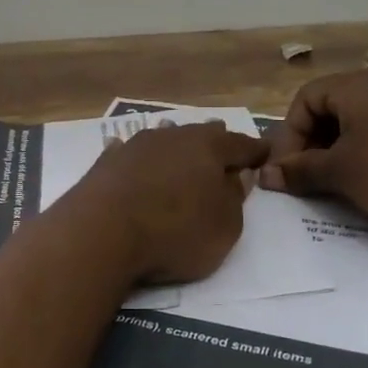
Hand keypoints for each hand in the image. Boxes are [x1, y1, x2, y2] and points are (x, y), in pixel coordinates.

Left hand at [71, 124, 268, 284]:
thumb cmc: (175, 232)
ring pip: (164, 138)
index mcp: (209, 148)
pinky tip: (127, 151)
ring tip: (181, 145)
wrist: (101, 233)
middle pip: (201, 135)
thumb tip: (238, 175)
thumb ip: (235, 198)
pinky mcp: (107, 163)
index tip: (266, 153)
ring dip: (175, 144)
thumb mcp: (224, 227)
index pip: (241, 144)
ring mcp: (136, 146)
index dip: (256, 151)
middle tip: (225, 145)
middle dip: (215, 140)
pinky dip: (136, 157)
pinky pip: (128, 153)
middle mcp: (173, 137)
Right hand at [261, 71, 367, 226]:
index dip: (288, 136)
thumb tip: (266, 176)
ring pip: (362, 122)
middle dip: (314, 144)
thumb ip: (301, 171)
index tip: (287, 171)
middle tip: (311, 178)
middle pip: (332, 109)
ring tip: (343, 184)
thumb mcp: (341, 173)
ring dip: (343, 151)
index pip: (303, 100)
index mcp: (354, 87)